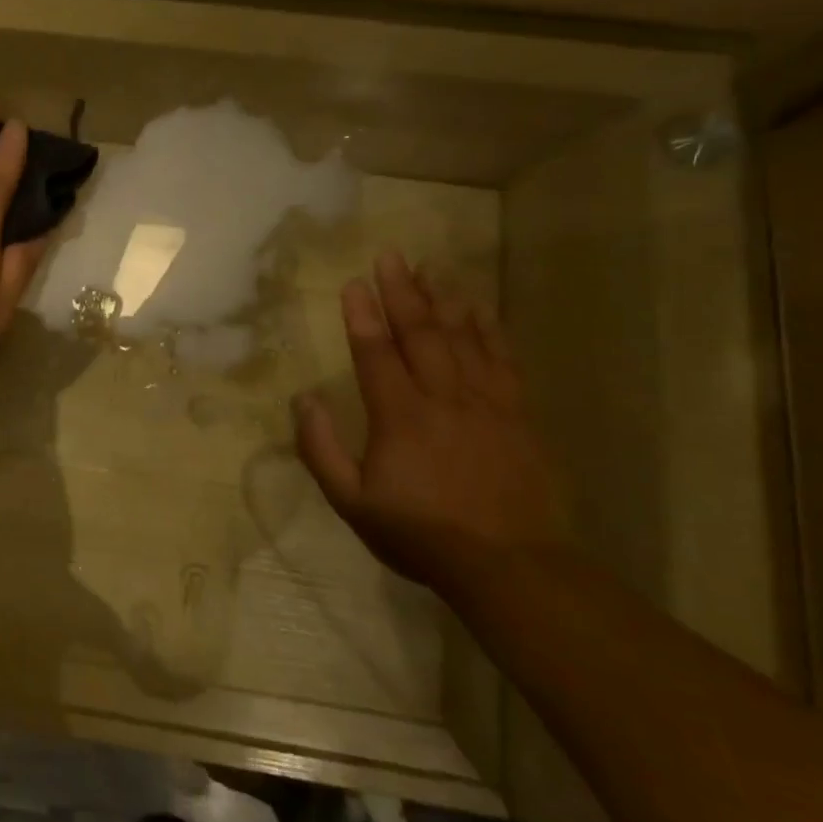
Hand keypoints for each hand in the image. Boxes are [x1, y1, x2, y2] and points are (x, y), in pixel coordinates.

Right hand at [293, 251, 567, 590]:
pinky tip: (481, 309)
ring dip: (444, 301)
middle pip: (420, 334)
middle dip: (403, 292)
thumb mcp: (352, 501)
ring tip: (432, 269)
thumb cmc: (421, 534)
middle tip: (391, 256)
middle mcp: (443, 398)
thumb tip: (304, 400)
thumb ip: (322, 448)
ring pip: (463, 339)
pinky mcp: (518, 415)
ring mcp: (486, 403)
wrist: (510, 565)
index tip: (353, 282)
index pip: (375, 353)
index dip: (362, 316)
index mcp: (399, 416)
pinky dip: (490, 330)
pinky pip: (503, 361)